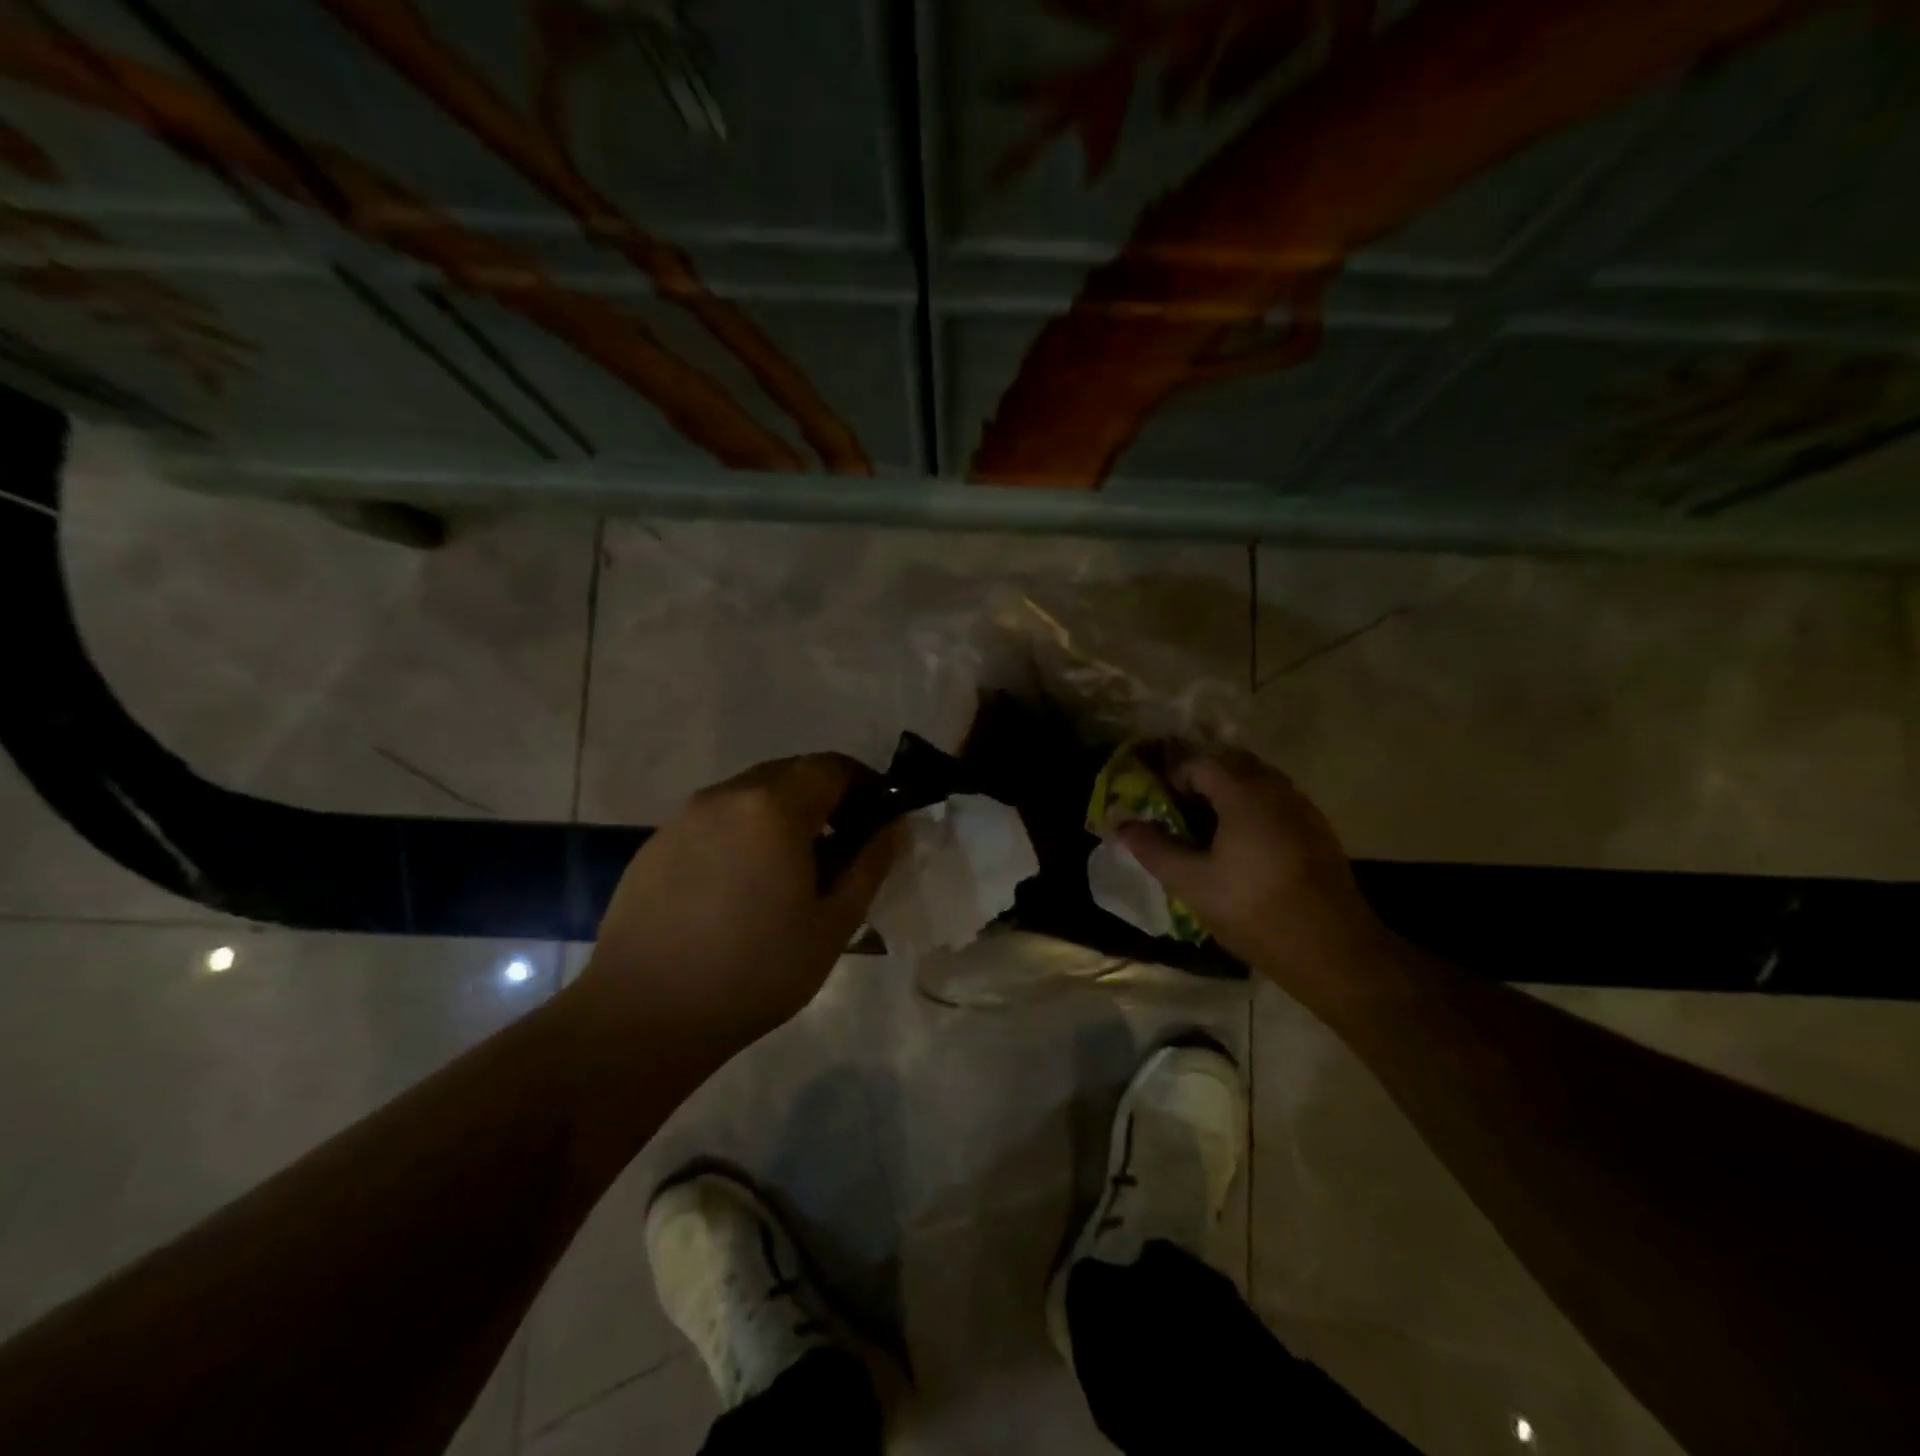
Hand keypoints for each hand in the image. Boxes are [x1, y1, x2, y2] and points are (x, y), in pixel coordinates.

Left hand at [561, 754, 902, 1063]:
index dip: (865, 784)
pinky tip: (741, 886)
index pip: (832, 767)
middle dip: (825, 798)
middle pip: (790, 773)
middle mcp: (727, 795)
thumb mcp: (832, 924)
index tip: (879, 818)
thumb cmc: (754, 971)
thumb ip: (869, 865)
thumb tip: (895, 827)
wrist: (642, 1015)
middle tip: (843, 846)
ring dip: (782, 814)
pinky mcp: (656, 843)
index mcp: (774, 807)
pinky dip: (743, 833)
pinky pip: (715, 820)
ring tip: (792, 869)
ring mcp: (685, 816)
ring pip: (750, 795)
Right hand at [1118, 750, 1389, 993]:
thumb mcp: (1192, 883)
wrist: (1332, 949)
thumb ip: (1155, 849)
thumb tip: (1121, 824)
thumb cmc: (1254, 910)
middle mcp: (1277, 790)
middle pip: (1233, 763)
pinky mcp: (1319, 831)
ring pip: (1260, 781)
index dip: (1174, 775)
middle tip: (1180, 808)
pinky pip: (1279, 801)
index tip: (1159, 802)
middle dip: (1203, 778)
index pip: (1201, 762)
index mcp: (1244, 794)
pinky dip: (1255, 807)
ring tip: (1209, 826)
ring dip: (1231, 791)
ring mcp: (1303, 809)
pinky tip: (1245, 844)